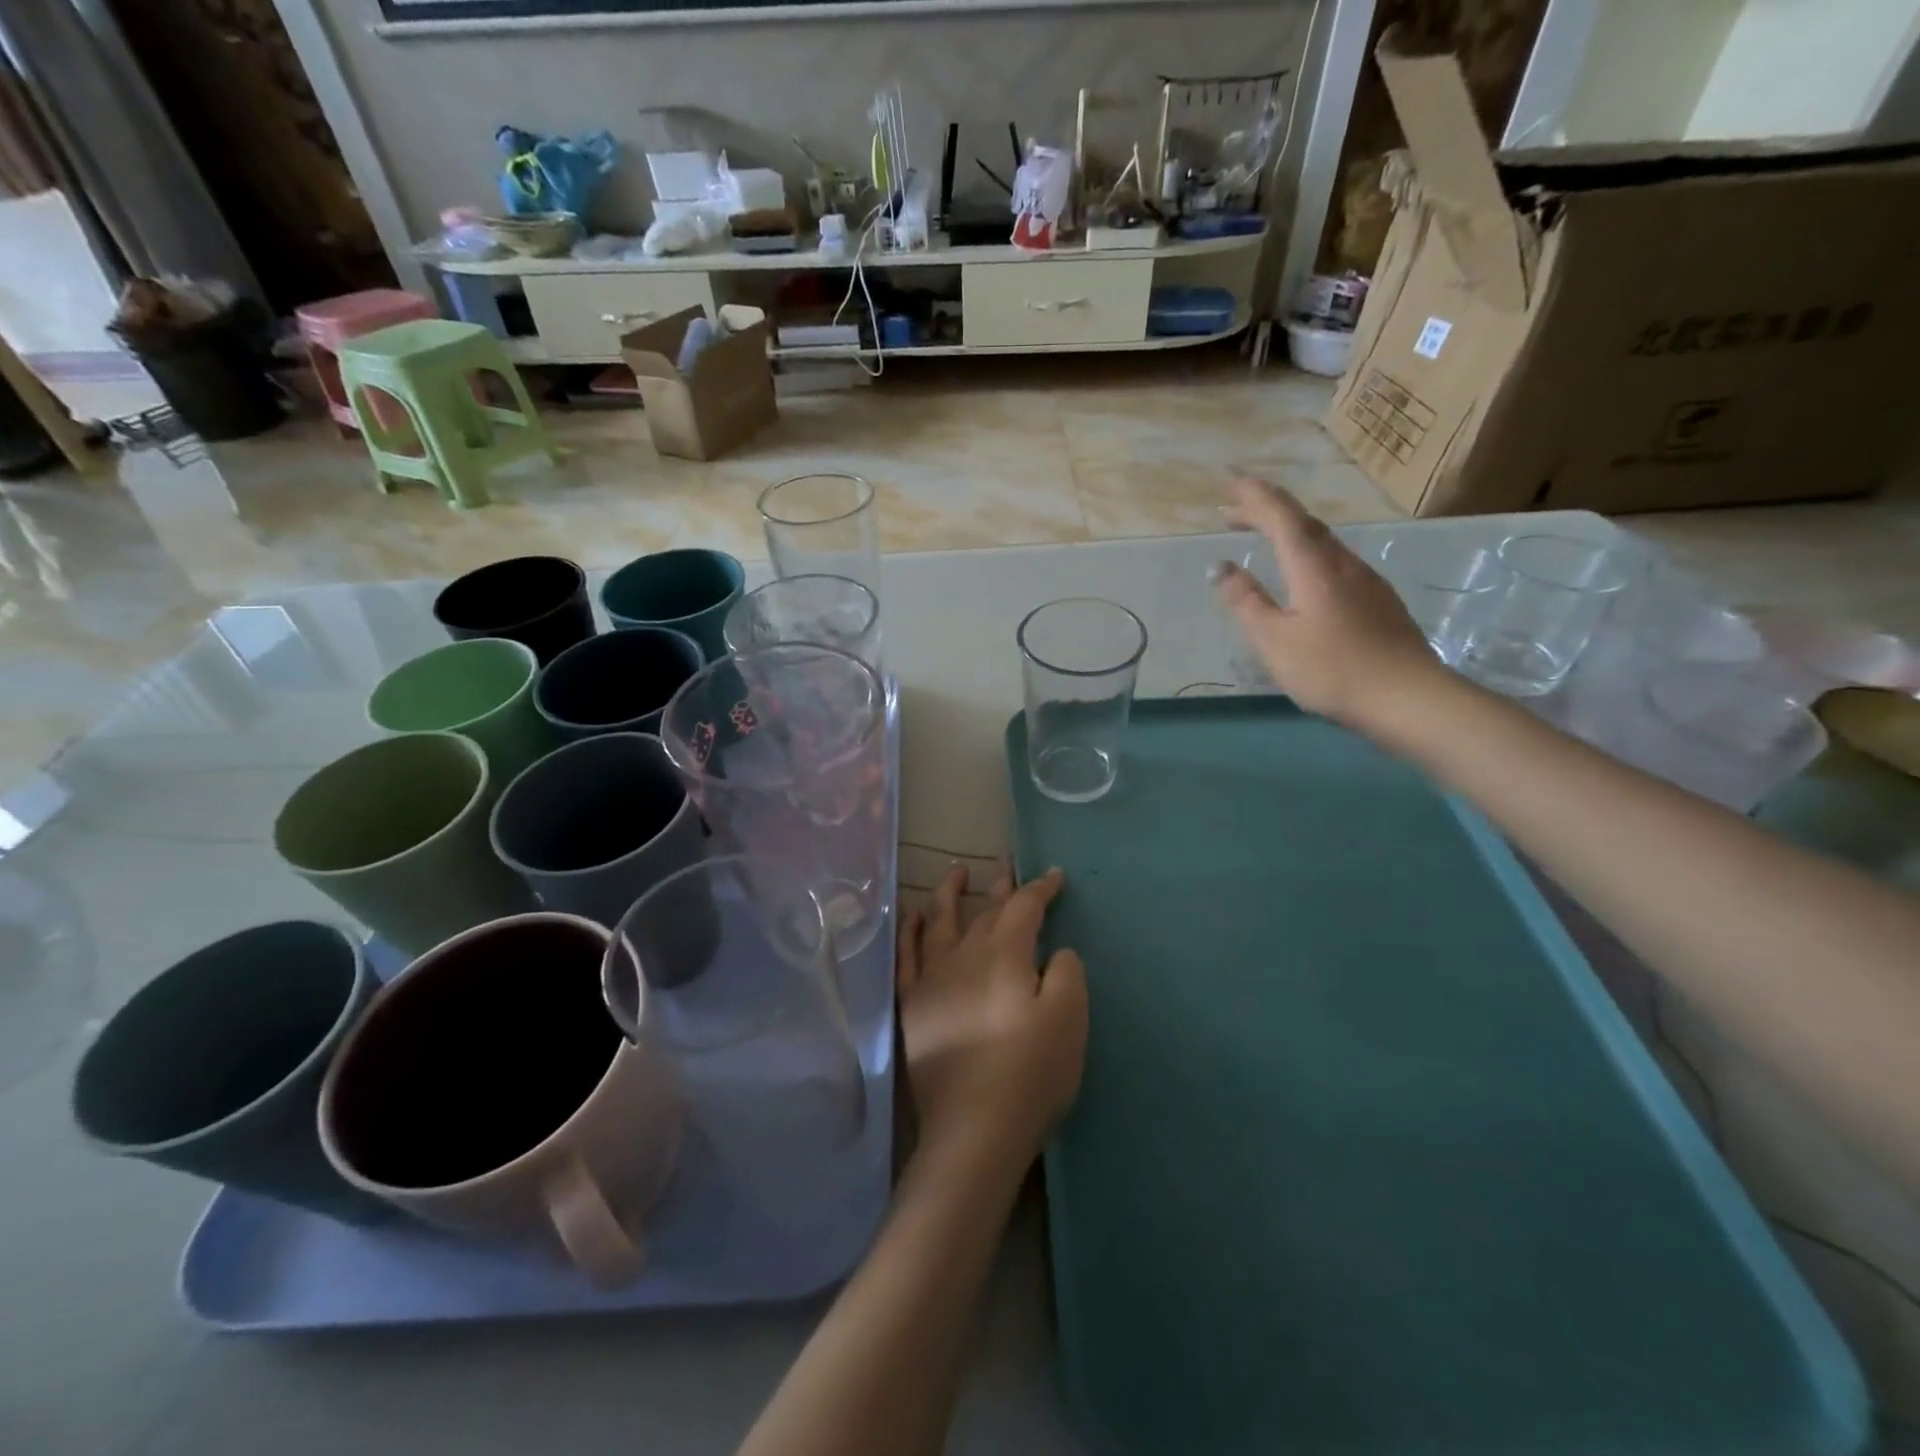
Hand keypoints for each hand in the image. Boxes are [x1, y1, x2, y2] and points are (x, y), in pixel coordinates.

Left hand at [897, 864, 1086, 1172]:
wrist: (973, 1128)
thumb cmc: (1030, 1073)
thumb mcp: (1070, 1019)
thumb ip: (1067, 973)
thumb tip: (1054, 951)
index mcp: (1006, 954)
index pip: (1025, 907)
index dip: (1042, 888)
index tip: (1055, 876)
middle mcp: (965, 954)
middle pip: (985, 910)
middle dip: (1001, 886)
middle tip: (1007, 864)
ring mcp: (933, 977)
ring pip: (940, 920)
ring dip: (949, 893)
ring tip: (956, 871)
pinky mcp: (912, 1004)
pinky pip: (907, 954)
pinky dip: (911, 929)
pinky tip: (914, 915)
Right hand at [1216, 477, 1445, 729]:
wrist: (1409, 698)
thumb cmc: (1333, 670)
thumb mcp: (1275, 640)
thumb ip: (1246, 602)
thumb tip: (1221, 566)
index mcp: (1314, 567)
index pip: (1281, 516)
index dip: (1254, 495)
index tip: (1230, 479)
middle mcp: (1342, 562)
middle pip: (1302, 523)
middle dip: (1266, 510)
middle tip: (1232, 510)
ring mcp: (1365, 580)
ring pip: (1321, 541)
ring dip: (1287, 532)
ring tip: (1261, 537)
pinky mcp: (1377, 600)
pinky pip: (1333, 561)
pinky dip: (1306, 553)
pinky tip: (1300, 575)